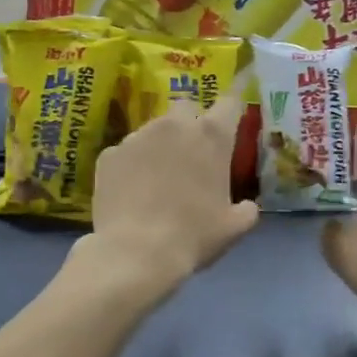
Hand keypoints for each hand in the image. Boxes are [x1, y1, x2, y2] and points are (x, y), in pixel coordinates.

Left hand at [83, 95, 257, 284]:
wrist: (135, 253)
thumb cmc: (193, 236)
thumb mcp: (233, 228)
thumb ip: (246, 209)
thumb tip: (247, 206)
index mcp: (211, 136)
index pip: (229, 103)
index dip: (233, 106)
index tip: (234, 113)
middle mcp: (174, 125)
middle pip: (186, 108)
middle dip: (191, 123)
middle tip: (192, 153)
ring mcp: (137, 137)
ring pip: (153, 130)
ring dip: (161, 145)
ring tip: (158, 177)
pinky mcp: (109, 154)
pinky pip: (126, 152)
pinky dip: (132, 165)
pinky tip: (132, 192)